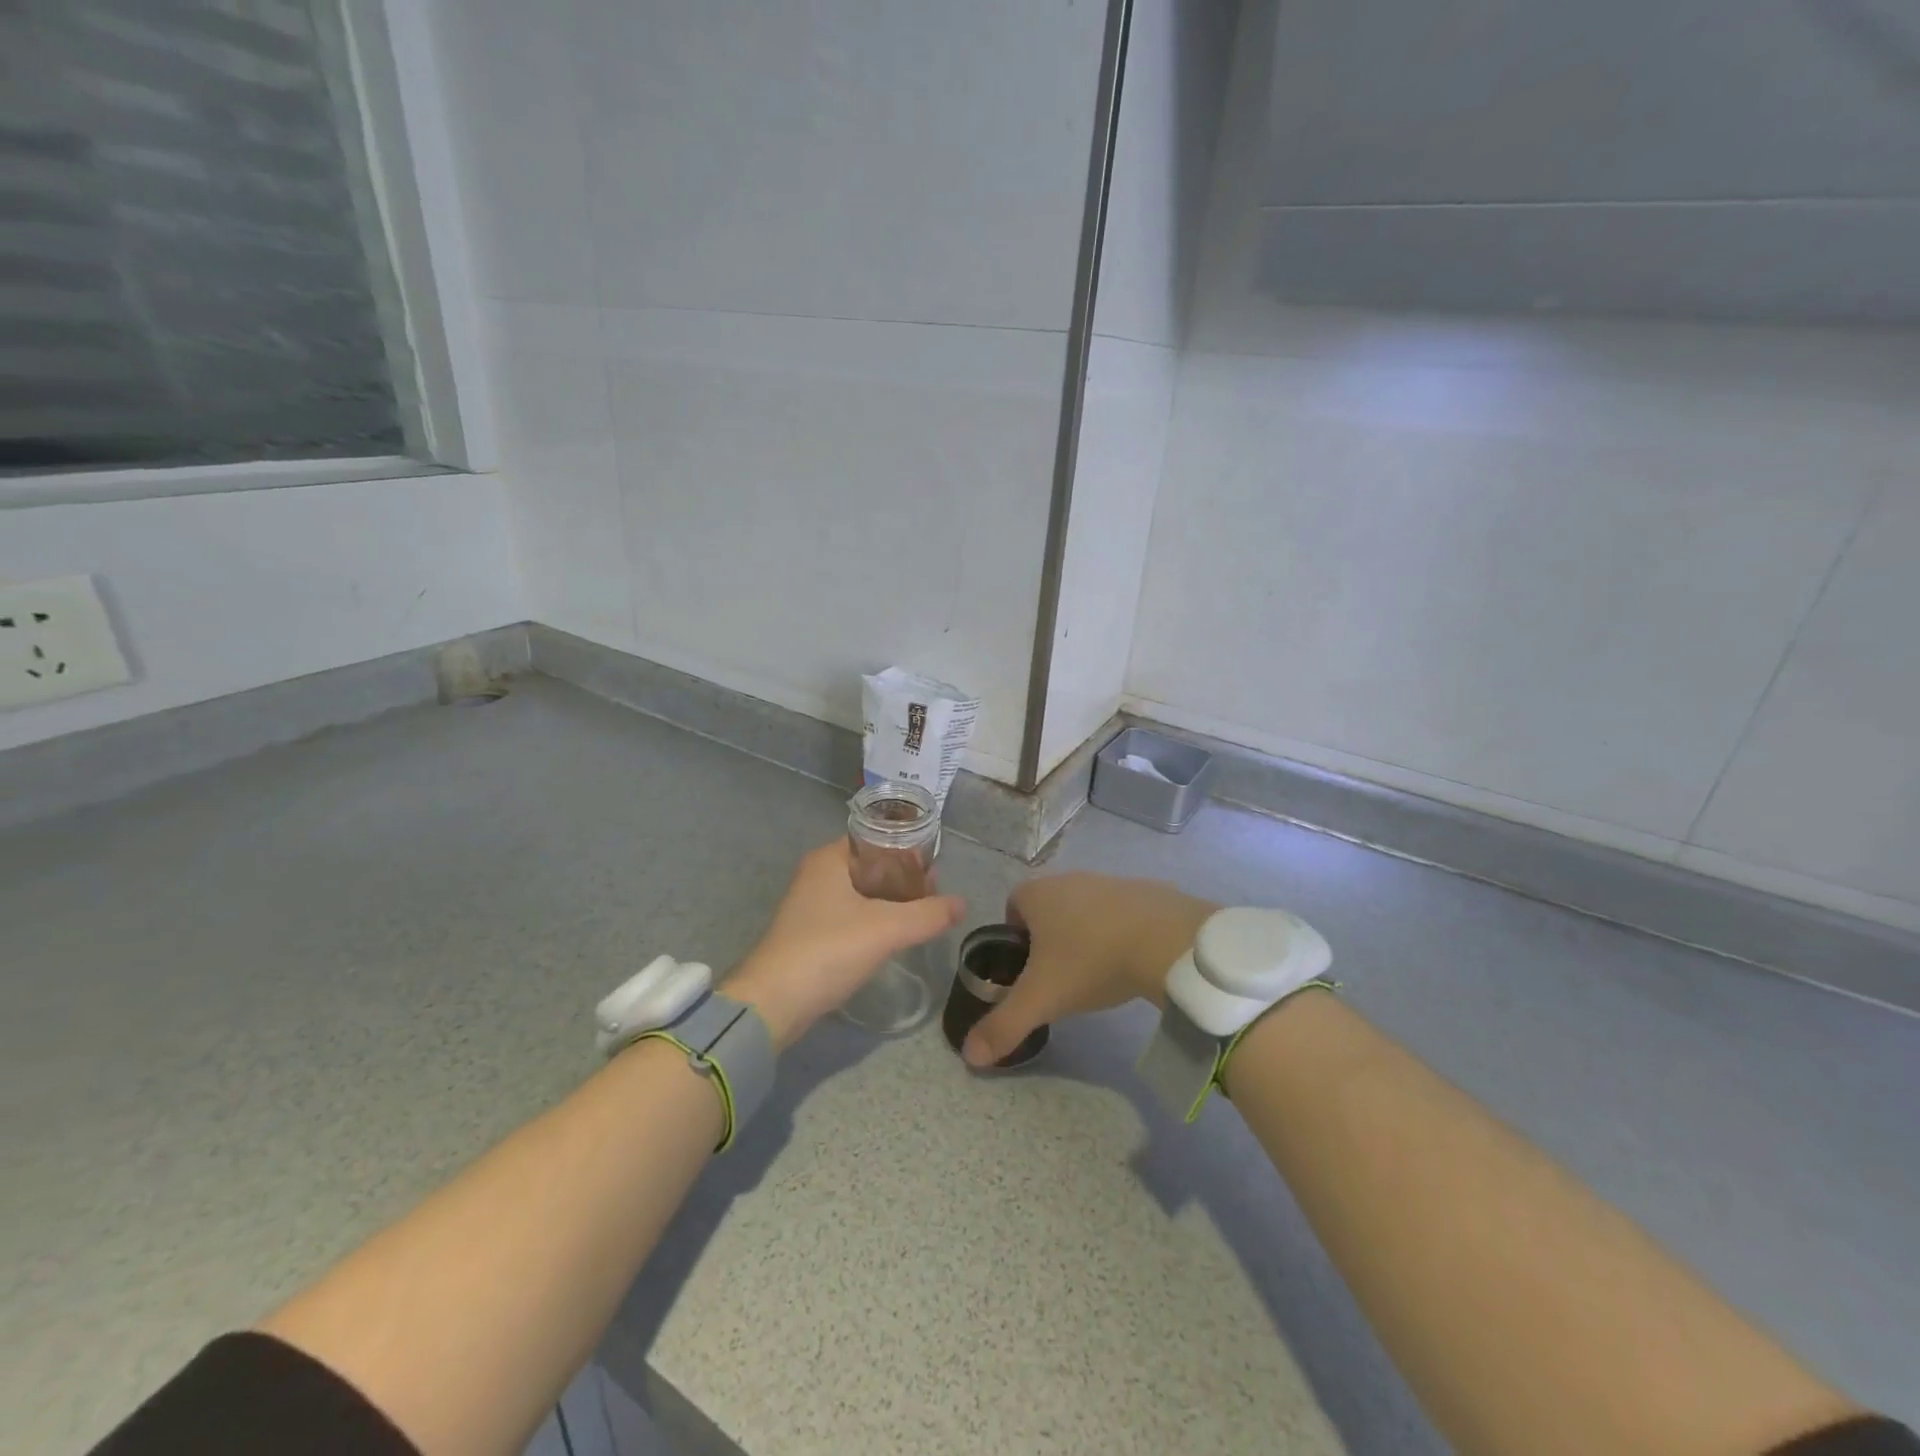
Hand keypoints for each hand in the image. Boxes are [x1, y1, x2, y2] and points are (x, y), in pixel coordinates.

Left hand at [725, 840, 964, 1050]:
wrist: (773, 1003)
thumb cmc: (828, 950)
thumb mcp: (886, 928)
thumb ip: (928, 914)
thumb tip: (962, 904)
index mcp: (829, 859)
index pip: (875, 839)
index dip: (907, 850)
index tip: (934, 868)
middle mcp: (817, 875)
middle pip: (871, 865)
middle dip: (904, 877)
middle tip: (934, 894)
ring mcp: (811, 906)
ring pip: (862, 893)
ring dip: (891, 901)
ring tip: (922, 915)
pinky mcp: (811, 934)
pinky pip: (852, 916)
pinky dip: (875, 920)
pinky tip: (894, 936)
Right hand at [962, 873, 1217, 1066]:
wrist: (1166, 940)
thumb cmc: (1091, 960)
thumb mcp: (1042, 999)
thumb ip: (1004, 1026)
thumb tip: (969, 1056)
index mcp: (1038, 894)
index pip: (1012, 907)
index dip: (1014, 937)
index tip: (1027, 971)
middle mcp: (1069, 878)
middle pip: (1048, 907)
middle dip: (1050, 938)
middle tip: (1060, 978)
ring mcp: (1109, 881)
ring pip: (1085, 909)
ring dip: (1085, 935)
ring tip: (1097, 973)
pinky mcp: (1145, 891)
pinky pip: (1121, 912)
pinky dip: (1120, 932)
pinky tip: (1131, 960)